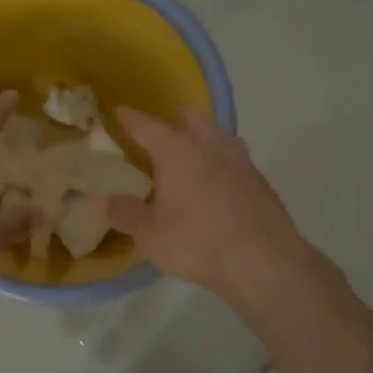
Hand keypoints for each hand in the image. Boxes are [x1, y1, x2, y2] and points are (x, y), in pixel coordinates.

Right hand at [107, 108, 307, 301]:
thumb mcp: (150, 234)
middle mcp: (210, 146)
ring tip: (195, 149)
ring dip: (206, 138)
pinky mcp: (261, 183)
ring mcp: (241, 162)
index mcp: (177, 151)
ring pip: (220, 137)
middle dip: (177, 120)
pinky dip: (224, 163)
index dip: (131, 119)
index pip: (148, 127)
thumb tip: (108, 200)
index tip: (120, 112)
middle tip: (164, 128)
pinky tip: (220, 181)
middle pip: (193, 121)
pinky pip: (237, 161)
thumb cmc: (197, 242)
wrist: (263, 261)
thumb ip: (127, 214)